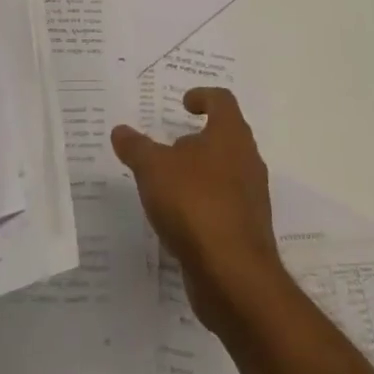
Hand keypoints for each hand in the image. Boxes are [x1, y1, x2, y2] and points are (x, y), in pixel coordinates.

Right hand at [111, 88, 282, 333]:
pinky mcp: (247, 232)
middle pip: (225, 137)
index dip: (202, 96)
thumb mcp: (153, 169)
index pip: (222, 101)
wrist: (234, 277)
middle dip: (197, 140)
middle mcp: (247, 161)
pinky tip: (178, 220)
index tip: (183, 105)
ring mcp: (251, 198)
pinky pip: (224, 206)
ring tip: (167, 184)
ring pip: (225, 173)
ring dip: (199, 174)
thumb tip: (121, 131)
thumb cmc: (195, 204)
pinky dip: (203, 205)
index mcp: (230, 135)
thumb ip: (136, 147)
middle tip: (168, 146)